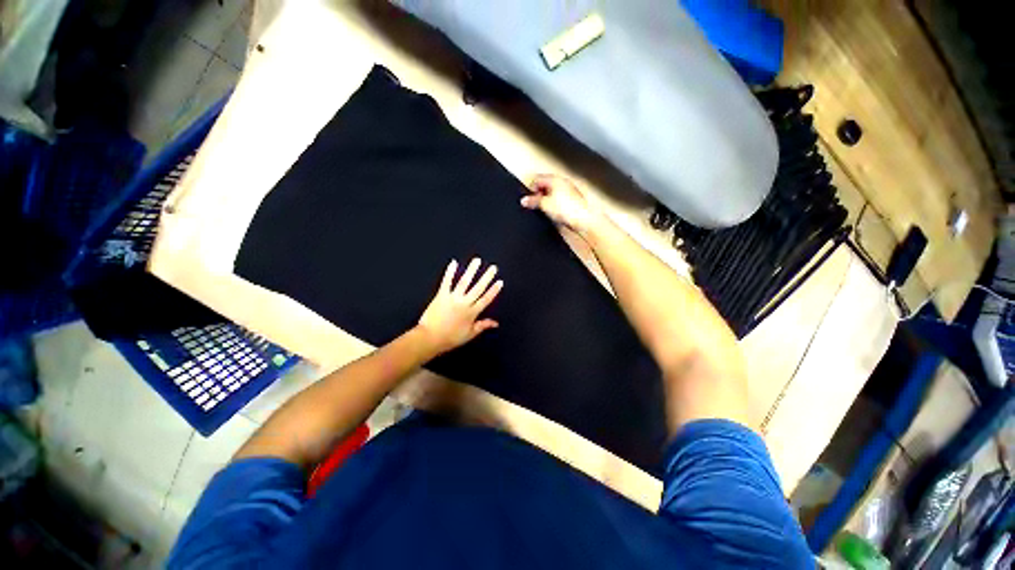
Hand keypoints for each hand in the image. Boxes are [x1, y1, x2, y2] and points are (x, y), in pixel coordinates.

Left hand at [416, 258, 503, 354]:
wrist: (430, 338)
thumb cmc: (450, 338)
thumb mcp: (469, 334)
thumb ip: (483, 325)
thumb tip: (496, 323)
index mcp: (472, 313)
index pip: (486, 299)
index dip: (494, 290)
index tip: (500, 282)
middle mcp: (464, 303)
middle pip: (478, 288)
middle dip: (486, 277)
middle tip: (493, 267)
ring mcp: (453, 298)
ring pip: (464, 282)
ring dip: (471, 270)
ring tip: (477, 260)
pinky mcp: (441, 295)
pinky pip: (446, 282)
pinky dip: (450, 272)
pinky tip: (454, 263)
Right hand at [520, 174, 600, 233]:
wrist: (584, 219)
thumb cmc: (568, 210)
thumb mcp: (545, 205)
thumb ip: (533, 201)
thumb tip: (524, 200)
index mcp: (555, 179)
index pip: (537, 179)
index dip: (530, 189)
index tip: (528, 199)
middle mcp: (562, 182)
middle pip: (544, 185)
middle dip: (538, 195)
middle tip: (535, 205)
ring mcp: (568, 190)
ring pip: (551, 193)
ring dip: (546, 200)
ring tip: (545, 210)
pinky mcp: (572, 200)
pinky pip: (558, 200)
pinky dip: (553, 205)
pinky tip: (554, 213)